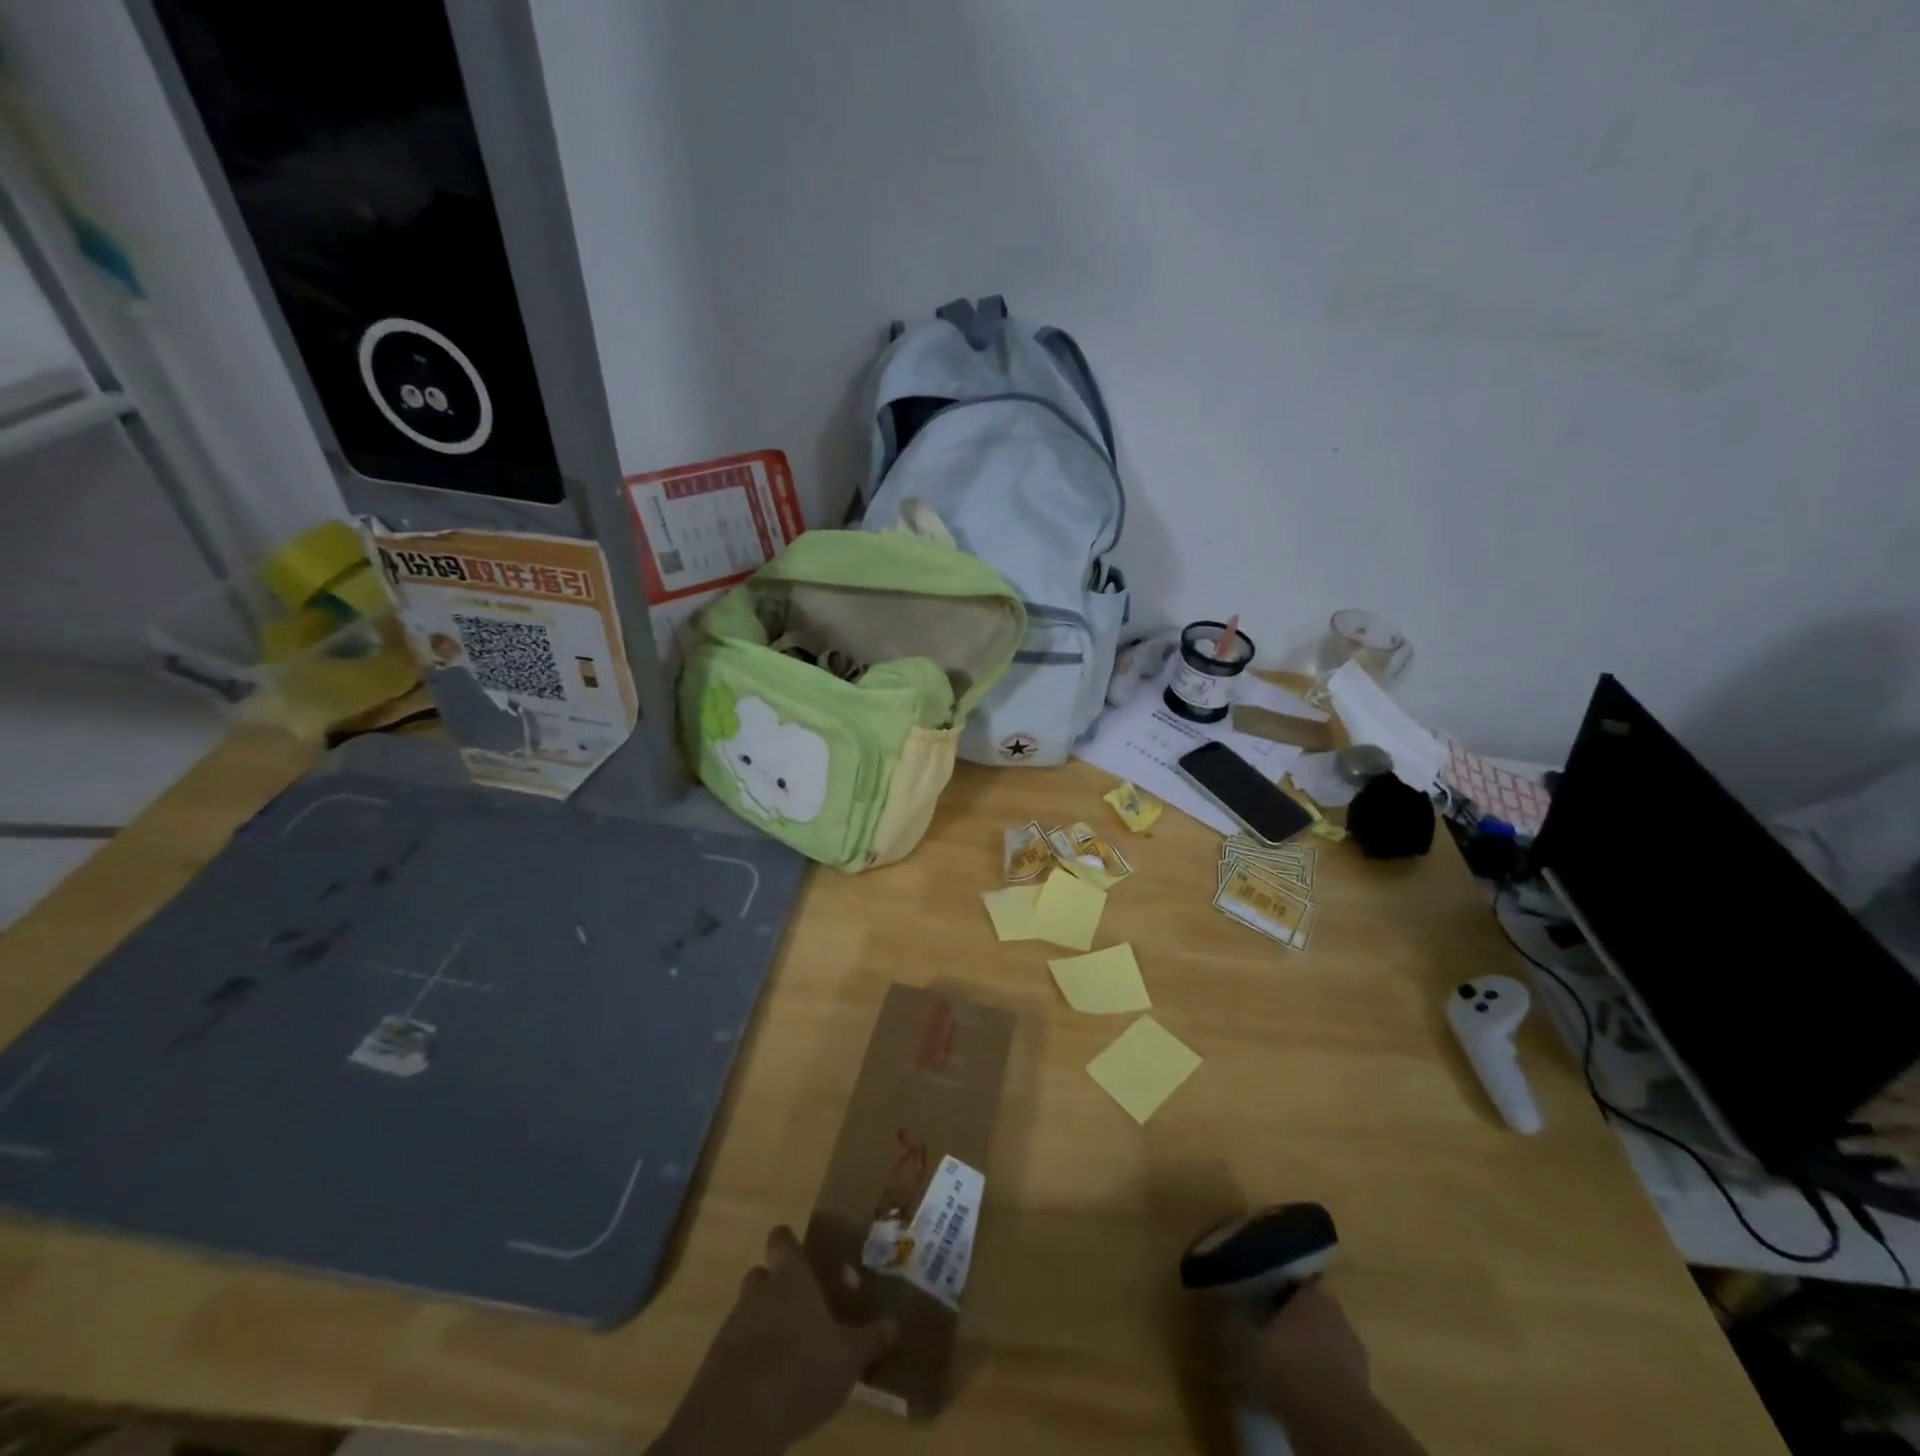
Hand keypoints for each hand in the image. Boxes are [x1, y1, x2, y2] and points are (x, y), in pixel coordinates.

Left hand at [654, 1226, 895, 1455]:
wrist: (737, 1420)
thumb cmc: (801, 1370)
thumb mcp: (847, 1359)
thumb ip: (869, 1340)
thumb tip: (893, 1325)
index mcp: (790, 1277)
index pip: (781, 1239)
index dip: (789, 1245)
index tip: (801, 1256)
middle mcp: (759, 1291)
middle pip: (762, 1275)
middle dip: (776, 1287)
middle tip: (800, 1309)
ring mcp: (732, 1325)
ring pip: (748, 1312)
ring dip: (762, 1325)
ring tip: (787, 1352)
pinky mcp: (714, 1363)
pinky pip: (735, 1348)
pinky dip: (749, 1358)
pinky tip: (768, 1383)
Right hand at [1203, 1279, 1371, 1412]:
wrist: (1332, 1426)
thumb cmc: (1286, 1366)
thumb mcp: (1240, 1339)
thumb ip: (1222, 1317)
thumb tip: (1203, 1295)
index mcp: (1313, 1293)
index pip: (1292, 1278)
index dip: (1272, 1285)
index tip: (1254, 1294)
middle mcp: (1338, 1317)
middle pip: (1306, 1312)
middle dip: (1286, 1321)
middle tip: (1259, 1330)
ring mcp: (1354, 1357)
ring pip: (1320, 1346)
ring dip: (1301, 1354)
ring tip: (1274, 1366)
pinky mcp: (1361, 1394)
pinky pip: (1329, 1379)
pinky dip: (1312, 1383)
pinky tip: (1293, 1392)